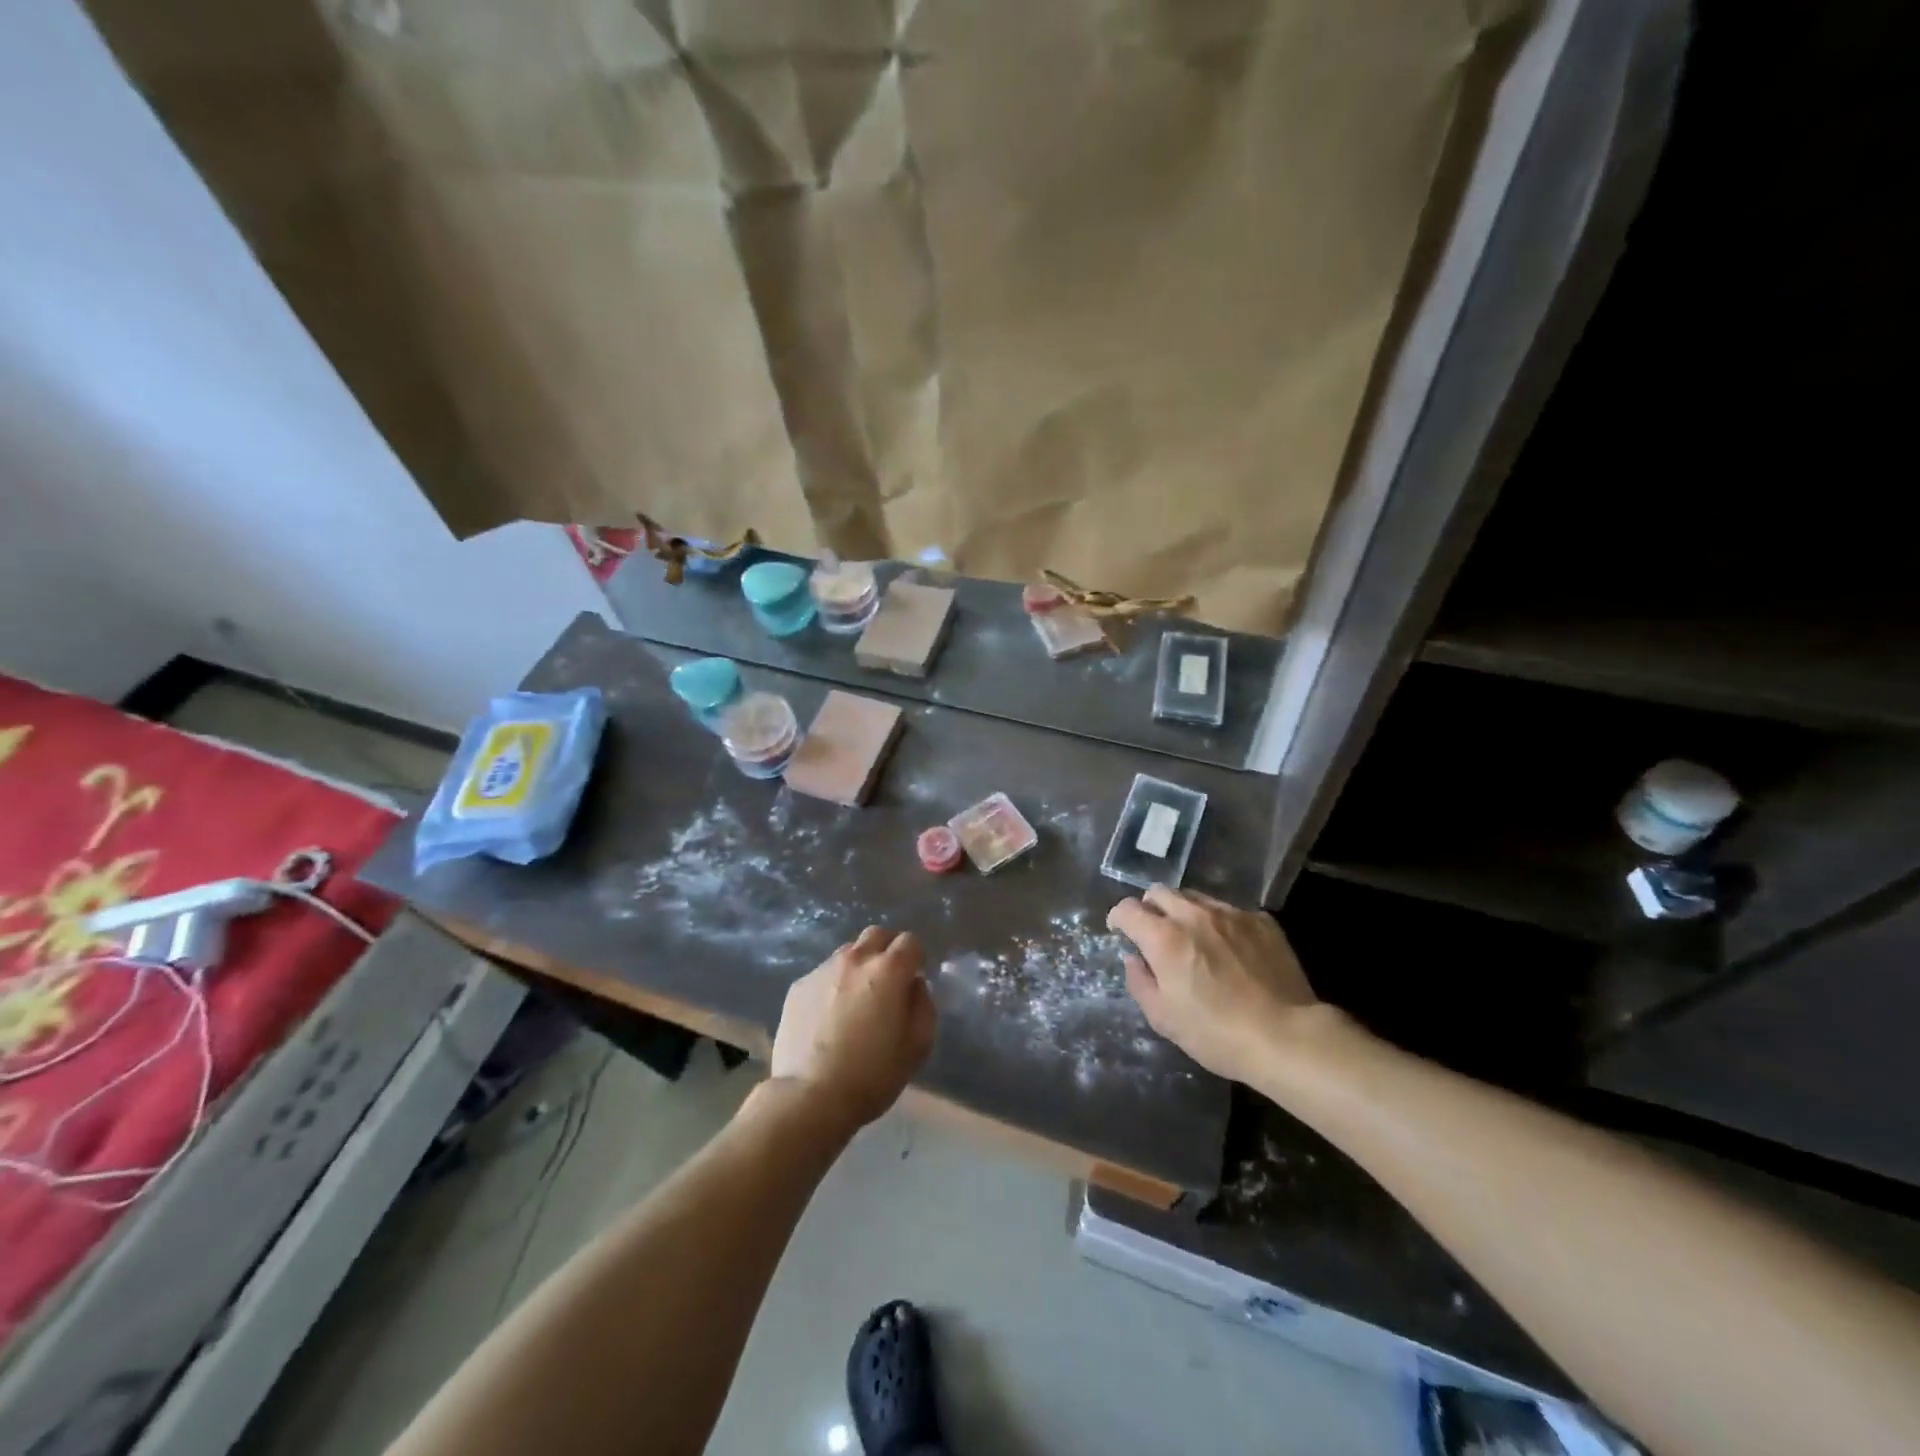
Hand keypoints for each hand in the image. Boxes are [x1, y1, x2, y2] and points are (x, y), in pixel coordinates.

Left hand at [771, 926, 935, 1131]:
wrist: (810, 1096)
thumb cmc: (872, 1074)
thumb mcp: (918, 1046)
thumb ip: (923, 1006)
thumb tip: (914, 985)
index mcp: (888, 970)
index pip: (910, 941)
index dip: (916, 958)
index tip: (913, 980)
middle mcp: (855, 959)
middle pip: (877, 934)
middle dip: (888, 950)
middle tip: (888, 982)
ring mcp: (822, 970)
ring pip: (848, 952)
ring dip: (859, 966)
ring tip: (856, 1000)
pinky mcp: (798, 986)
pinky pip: (823, 974)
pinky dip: (833, 985)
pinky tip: (829, 1017)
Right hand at [1108, 887, 1323, 1084]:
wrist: (1286, 1036)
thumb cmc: (1217, 1034)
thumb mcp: (1163, 1019)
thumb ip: (1139, 982)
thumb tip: (1133, 959)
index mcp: (1164, 938)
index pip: (1128, 909)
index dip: (1118, 918)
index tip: (1120, 932)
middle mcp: (1194, 915)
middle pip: (1159, 892)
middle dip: (1149, 908)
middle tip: (1154, 932)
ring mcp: (1231, 914)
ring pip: (1195, 897)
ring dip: (1183, 911)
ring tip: (1192, 937)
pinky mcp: (1261, 921)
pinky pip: (1229, 911)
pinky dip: (1219, 923)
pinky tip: (1229, 948)